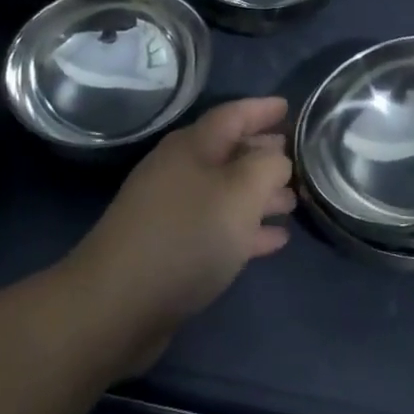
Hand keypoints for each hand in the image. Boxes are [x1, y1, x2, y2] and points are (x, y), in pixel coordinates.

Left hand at [65, 97, 295, 369]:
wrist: (116, 305)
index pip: (234, 114)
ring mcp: (172, 210)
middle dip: (263, 153)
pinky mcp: (170, 249)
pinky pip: (217, 227)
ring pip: (225, 192)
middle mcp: (181, 170)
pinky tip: (274, 240)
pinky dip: (246, 229)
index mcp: (193, 146)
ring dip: (258, 194)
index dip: (262, 109)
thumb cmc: (186, 236)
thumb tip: (276, 157)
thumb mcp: (240, 193)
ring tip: (292, 202)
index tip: (289, 107)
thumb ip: (267, 167)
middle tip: (296, 158)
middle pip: (229, 152)